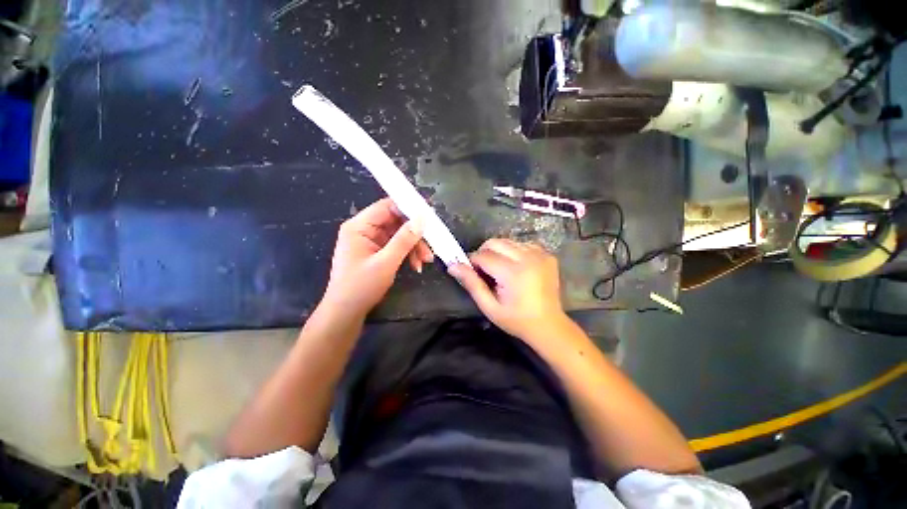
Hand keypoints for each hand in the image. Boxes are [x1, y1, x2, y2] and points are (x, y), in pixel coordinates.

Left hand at [323, 198, 433, 316]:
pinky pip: (396, 246)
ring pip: (399, 235)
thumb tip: (422, 218)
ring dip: (414, 246)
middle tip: (430, 248)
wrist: (346, 313)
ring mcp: (371, 241)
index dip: (408, 209)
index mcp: (359, 226)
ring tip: (425, 262)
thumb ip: (404, 239)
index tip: (429, 217)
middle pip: (396, 222)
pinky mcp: (377, 252)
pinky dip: (408, 254)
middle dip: (414, 235)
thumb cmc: (361, 287)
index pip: (387, 207)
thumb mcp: (386, 262)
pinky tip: (416, 266)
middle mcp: (364, 230)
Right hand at [448, 239, 569, 340]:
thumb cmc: (516, 319)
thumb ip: (471, 284)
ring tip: (500, 270)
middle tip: (485, 271)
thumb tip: (453, 265)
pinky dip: (513, 251)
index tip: (471, 273)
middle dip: (484, 253)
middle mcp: (528, 258)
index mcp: (513, 273)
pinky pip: (522, 244)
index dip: (472, 262)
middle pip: (495, 242)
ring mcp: (540, 254)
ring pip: (507, 241)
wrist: (548, 324)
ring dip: (498, 252)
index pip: (483, 256)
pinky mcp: (547, 254)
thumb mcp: (489, 307)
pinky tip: (515, 266)